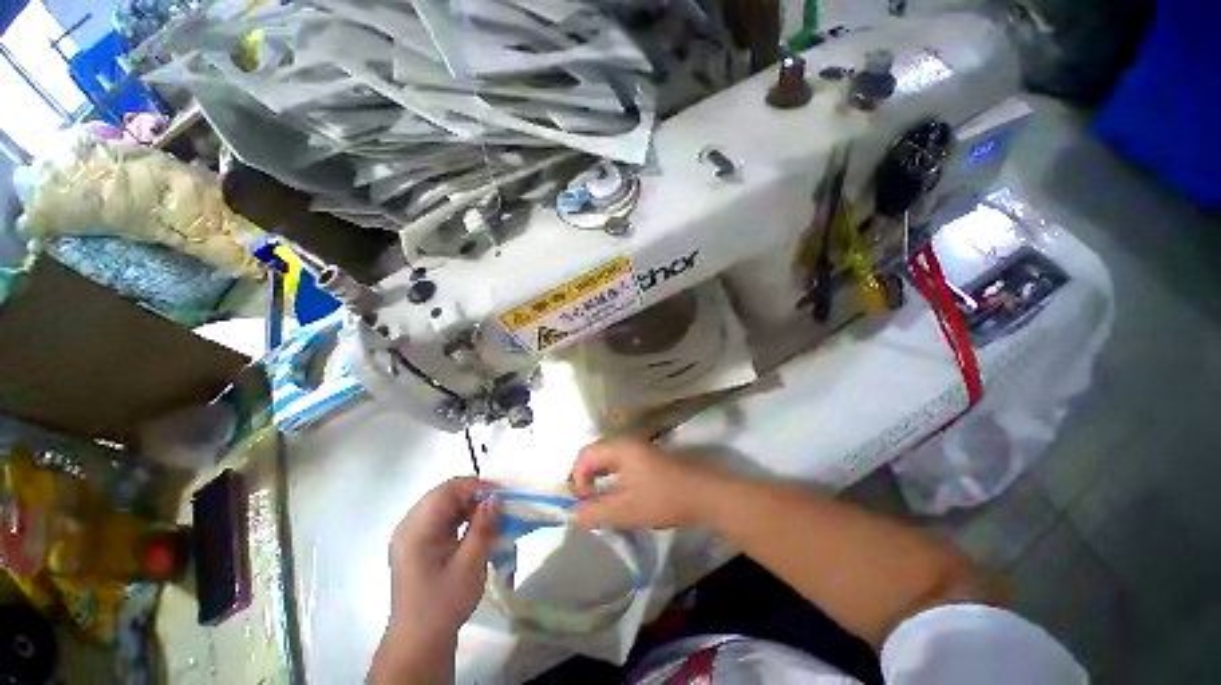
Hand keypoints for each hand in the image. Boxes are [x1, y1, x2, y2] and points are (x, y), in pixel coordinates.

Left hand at [371, 477, 496, 683]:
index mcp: (416, 529)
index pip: (447, 491)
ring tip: (491, 515)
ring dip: (468, 504)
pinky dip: (461, 516)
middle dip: (474, 493)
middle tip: (499, 504)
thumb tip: (496, 497)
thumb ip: (482, 527)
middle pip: (444, 494)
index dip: (476, 486)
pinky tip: (476, 526)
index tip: (501, 494)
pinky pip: (441, 517)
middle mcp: (409, 525)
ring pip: (443, 503)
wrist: (418, 642)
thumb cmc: (443, 604)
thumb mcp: (469, 565)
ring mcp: (411, 534)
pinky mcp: (417, 543)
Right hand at [569, 437, 723, 529]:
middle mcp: (626, 443)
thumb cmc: (662, 498)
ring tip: (599, 503)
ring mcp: (638, 449)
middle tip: (586, 503)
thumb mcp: (624, 510)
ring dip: (598, 480)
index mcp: (619, 447)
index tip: (583, 503)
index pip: (584, 456)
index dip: (577, 479)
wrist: (704, 494)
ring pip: (608, 461)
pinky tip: (617, 497)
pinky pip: (620, 465)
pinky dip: (612, 480)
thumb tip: (571, 514)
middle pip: (595, 455)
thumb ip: (594, 512)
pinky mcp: (647, 459)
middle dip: (586, 479)